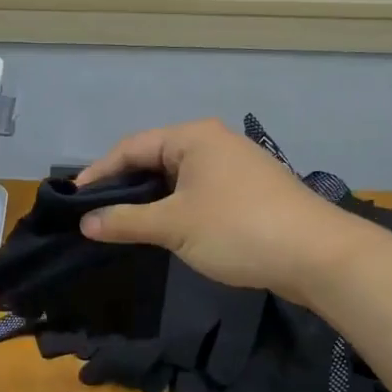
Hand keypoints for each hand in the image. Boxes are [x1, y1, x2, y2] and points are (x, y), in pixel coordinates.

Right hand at [75, 119, 364, 302]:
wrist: (317, 255)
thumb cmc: (237, 229)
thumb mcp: (174, 226)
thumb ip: (126, 221)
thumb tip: (85, 224)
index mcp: (194, 137)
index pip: (131, 147)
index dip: (99, 174)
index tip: (74, 202)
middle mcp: (214, 143)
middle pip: (154, 160)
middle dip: (123, 188)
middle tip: (95, 217)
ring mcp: (235, 167)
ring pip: (177, 180)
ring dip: (150, 203)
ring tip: (122, 227)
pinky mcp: (249, 193)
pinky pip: (199, 194)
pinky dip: (176, 210)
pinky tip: (165, 233)